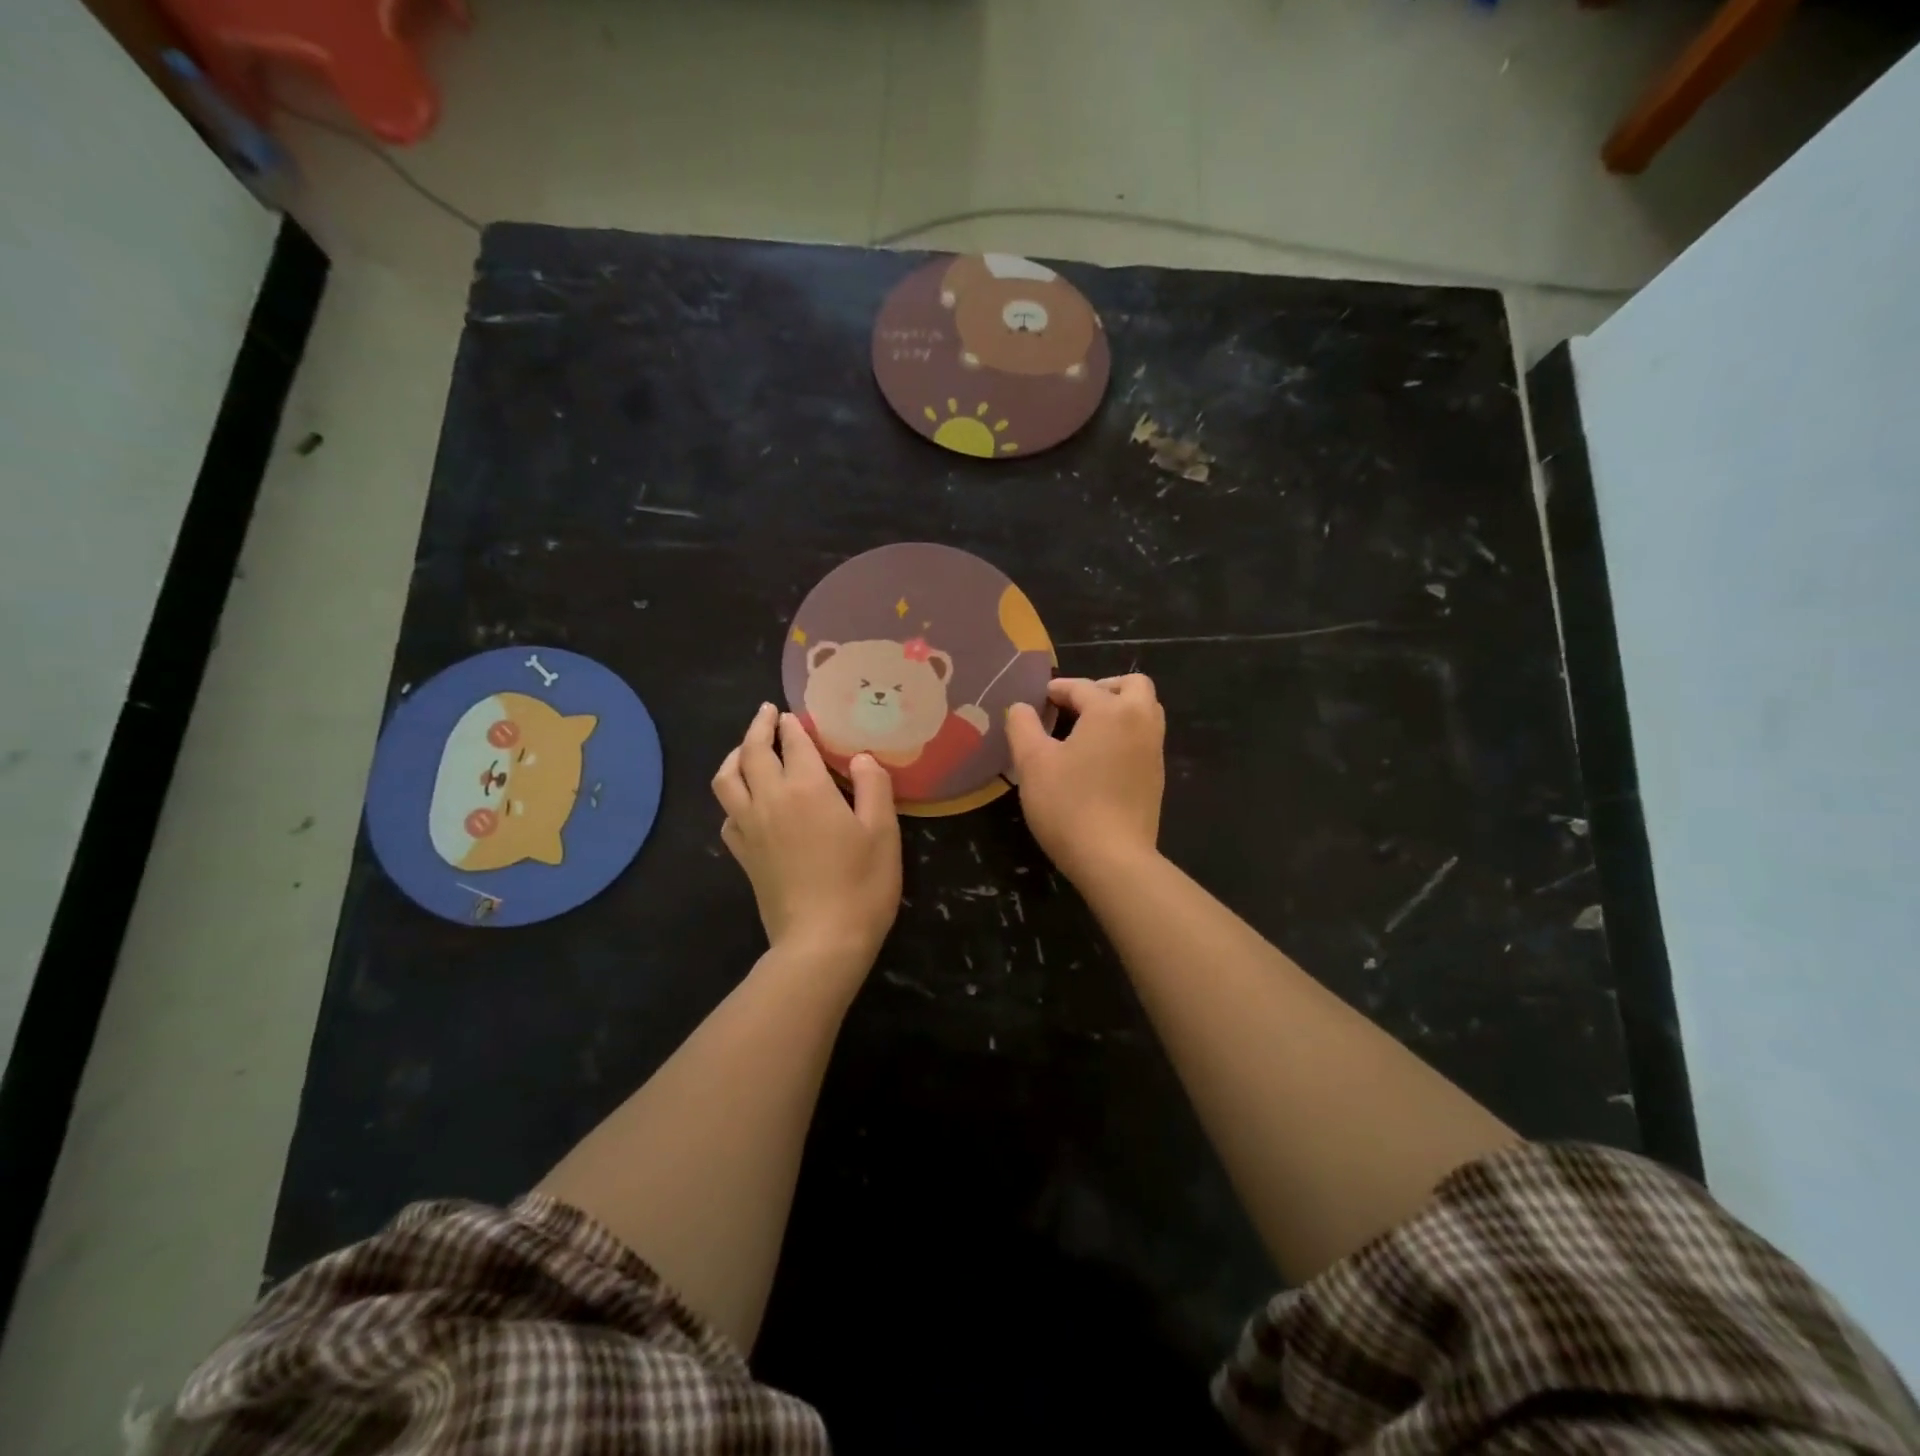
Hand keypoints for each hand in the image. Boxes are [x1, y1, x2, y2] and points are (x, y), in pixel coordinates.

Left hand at [712, 704, 901, 968]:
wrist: (821, 943)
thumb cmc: (861, 885)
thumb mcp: (883, 832)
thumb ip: (873, 787)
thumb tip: (861, 758)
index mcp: (807, 789)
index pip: (792, 744)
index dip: (792, 726)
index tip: (792, 715)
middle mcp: (770, 800)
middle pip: (752, 752)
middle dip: (758, 727)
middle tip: (766, 714)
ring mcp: (750, 828)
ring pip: (727, 779)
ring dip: (734, 756)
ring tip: (745, 750)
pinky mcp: (743, 855)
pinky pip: (727, 815)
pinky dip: (733, 798)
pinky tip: (746, 803)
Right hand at [1005, 675, 1165, 884]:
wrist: (1112, 858)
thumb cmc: (1068, 804)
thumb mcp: (1032, 763)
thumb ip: (1022, 726)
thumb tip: (1021, 707)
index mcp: (1111, 711)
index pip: (1082, 687)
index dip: (1057, 689)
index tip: (1038, 700)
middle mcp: (1140, 722)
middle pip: (1133, 685)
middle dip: (1103, 687)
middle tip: (1075, 705)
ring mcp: (1154, 751)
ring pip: (1145, 711)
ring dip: (1119, 709)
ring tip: (1086, 730)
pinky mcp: (1156, 777)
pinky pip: (1145, 738)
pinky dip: (1126, 734)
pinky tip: (1099, 758)